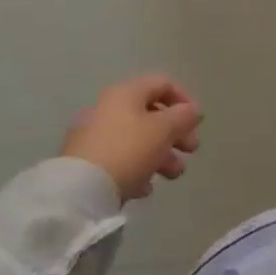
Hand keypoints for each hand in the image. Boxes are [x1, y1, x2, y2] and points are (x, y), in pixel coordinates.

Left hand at [62, 75, 201, 202]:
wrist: (79, 191)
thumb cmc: (128, 150)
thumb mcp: (164, 130)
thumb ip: (183, 116)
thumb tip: (192, 110)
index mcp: (127, 92)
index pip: (163, 83)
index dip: (184, 100)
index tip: (197, 123)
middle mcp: (108, 107)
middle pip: (151, 114)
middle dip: (175, 133)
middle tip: (191, 151)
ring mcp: (93, 135)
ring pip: (136, 139)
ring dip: (161, 154)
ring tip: (173, 176)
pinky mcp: (85, 162)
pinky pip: (119, 159)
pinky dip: (137, 169)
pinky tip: (145, 189)